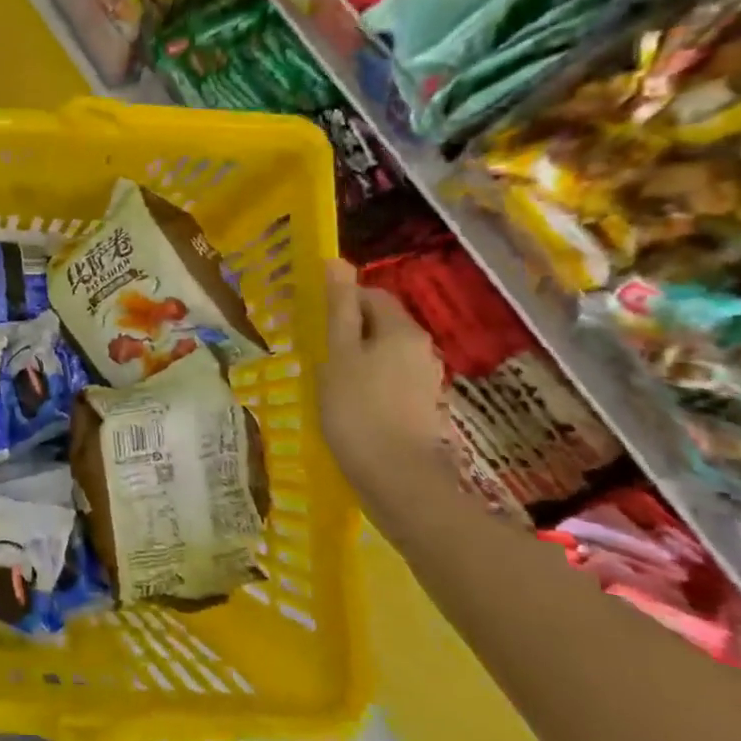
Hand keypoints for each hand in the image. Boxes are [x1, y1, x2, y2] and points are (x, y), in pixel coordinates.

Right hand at [318, 260, 446, 509]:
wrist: (397, 479)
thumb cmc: (357, 409)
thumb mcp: (338, 353)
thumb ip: (338, 308)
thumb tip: (337, 261)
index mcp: (402, 330)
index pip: (372, 295)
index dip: (342, 301)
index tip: (313, 321)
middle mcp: (422, 349)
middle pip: (382, 323)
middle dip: (350, 330)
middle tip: (317, 349)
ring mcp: (426, 380)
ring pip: (385, 353)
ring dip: (358, 357)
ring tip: (328, 377)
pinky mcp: (423, 407)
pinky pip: (391, 379)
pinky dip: (369, 382)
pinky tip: (349, 403)